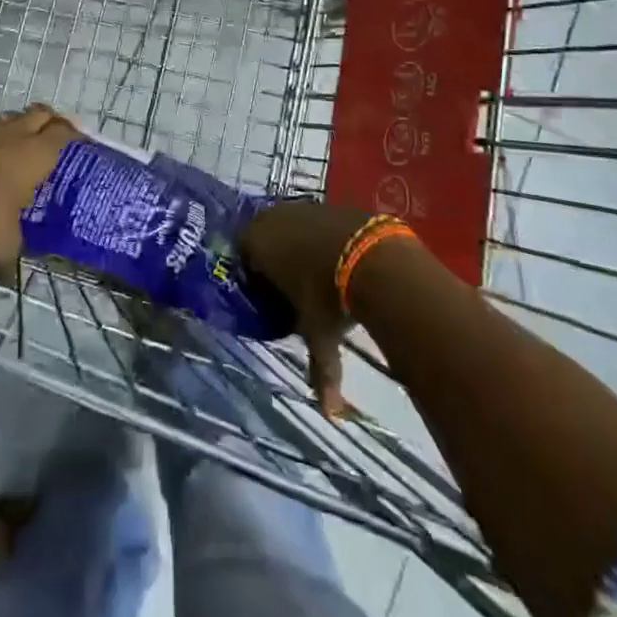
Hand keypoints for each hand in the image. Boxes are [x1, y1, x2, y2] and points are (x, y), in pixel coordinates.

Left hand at [0, 105, 79, 273]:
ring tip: (15, 144)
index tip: (78, 141)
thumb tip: (7, 280)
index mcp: (38, 153)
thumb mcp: (1, 241)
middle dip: (49, 121)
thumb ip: (8, 257)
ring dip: (17, 126)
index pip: (65, 133)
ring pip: (11, 117)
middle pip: (42, 113)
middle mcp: (17, 132)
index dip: (73, 134)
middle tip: (52, 136)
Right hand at [240, 199, 374, 418]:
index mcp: (257, 243)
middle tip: (288, 286)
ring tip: (314, 272)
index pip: (242, 255)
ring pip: (290, 225)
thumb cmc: (330, 296)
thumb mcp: (320, 335)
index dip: (253, 276)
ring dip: (297, 244)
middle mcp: (273, 218)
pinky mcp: (330, 202)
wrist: (374, 257)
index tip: (267, 297)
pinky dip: (320, 236)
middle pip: (264, 236)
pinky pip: (314, 220)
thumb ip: (321, 371)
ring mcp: (302, 206)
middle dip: (273, 258)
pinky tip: (336, 257)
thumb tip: (331, 414)